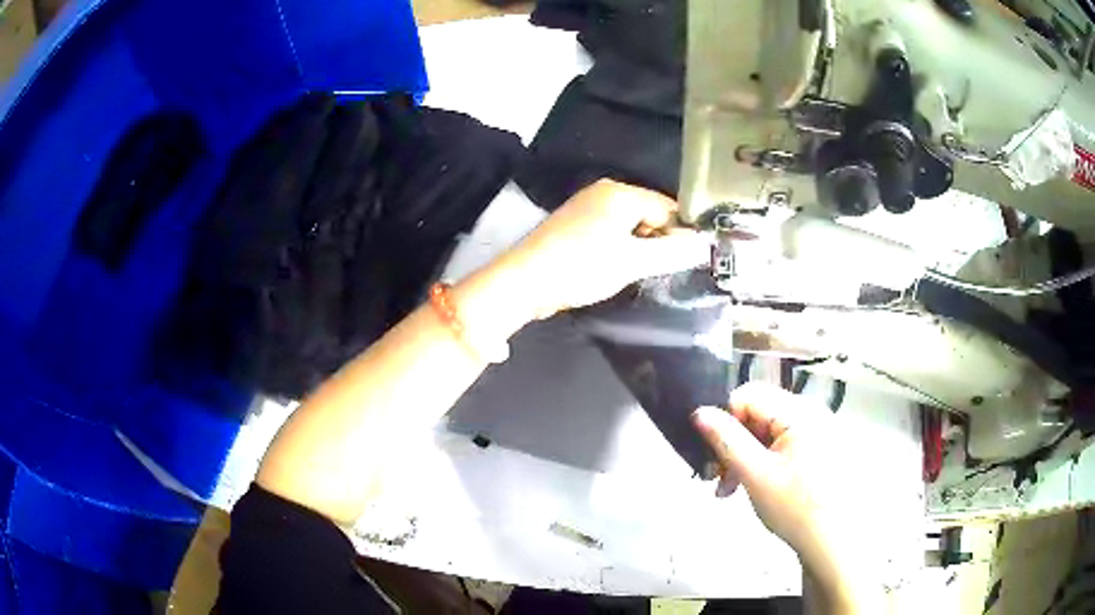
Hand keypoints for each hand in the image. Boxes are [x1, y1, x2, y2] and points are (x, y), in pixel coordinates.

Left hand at [500, 180, 709, 318]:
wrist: (525, 281)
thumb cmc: (582, 267)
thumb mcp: (633, 262)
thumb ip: (673, 252)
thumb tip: (704, 245)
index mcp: (621, 193)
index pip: (669, 207)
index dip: (681, 233)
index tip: (685, 261)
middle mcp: (604, 191)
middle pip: (649, 213)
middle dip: (659, 240)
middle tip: (657, 270)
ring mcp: (586, 206)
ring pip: (630, 224)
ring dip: (639, 247)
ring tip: (634, 272)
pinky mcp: (574, 223)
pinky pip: (611, 230)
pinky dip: (619, 247)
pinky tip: (613, 267)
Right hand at [692, 383, 882, 613]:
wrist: (832, 541)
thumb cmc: (795, 507)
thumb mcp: (755, 475)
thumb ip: (727, 440)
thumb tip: (698, 412)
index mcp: (799, 412)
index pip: (748, 395)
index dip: (725, 422)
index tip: (716, 457)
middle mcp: (810, 413)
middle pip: (758, 413)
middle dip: (733, 443)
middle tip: (718, 479)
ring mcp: (816, 431)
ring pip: (767, 431)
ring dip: (744, 456)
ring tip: (730, 489)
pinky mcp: (817, 449)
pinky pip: (781, 444)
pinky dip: (762, 461)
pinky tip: (753, 486)